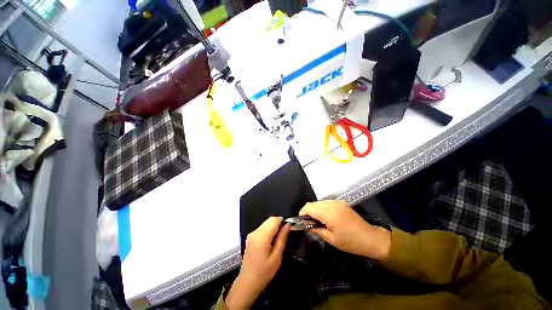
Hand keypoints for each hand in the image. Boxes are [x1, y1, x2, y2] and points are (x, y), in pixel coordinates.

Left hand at [225, 217, 289, 309]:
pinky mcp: (250, 236)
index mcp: (262, 237)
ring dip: (274, 226)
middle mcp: (255, 232)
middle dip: (278, 223)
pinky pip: (262, 227)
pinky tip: (271, 240)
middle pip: (270, 219)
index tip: (288, 227)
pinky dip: (269, 229)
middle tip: (284, 234)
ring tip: (278, 238)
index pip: (274, 220)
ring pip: (266, 222)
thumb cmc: (263, 273)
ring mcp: (252, 234)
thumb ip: (282, 239)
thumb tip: (287, 225)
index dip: (282, 220)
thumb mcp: (276, 257)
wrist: (247, 283)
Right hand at [300, 200, 390, 260]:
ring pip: (319, 202)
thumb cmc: (350, 242)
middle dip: (308, 211)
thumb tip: (306, 225)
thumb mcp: (331, 239)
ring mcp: (337, 202)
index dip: (302, 213)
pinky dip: (322, 208)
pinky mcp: (341, 203)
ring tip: (318, 221)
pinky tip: (326, 217)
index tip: (301, 221)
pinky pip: (327, 203)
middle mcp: (331, 204)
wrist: (370, 238)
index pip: (309, 207)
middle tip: (309, 223)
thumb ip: (316, 229)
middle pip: (313, 203)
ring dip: (315, 209)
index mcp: (328, 213)